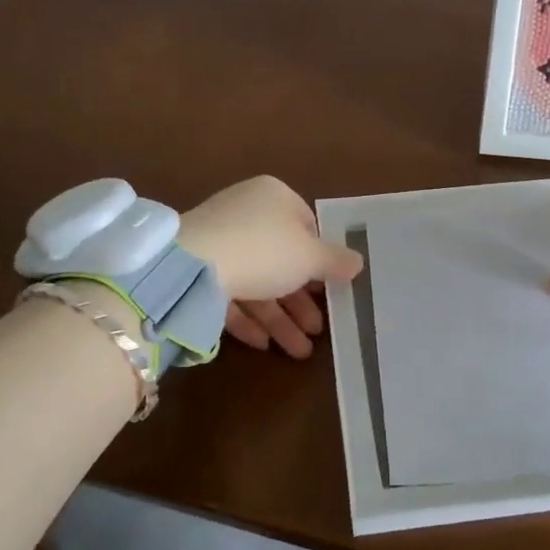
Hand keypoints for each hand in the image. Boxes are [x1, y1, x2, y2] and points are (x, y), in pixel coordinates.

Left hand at [178, 176, 364, 358]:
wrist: (191, 267)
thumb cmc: (264, 251)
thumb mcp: (310, 257)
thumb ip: (335, 261)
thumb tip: (358, 261)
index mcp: (275, 197)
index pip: (307, 226)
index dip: (321, 259)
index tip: (331, 288)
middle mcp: (246, 212)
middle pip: (283, 259)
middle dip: (301, 301)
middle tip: (318, 330)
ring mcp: (219, 240)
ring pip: (258, 281)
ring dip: (280, 318)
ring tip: (299, 352)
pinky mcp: (198, 268)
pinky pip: (230, 292)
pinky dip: (248, 318)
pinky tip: (263, 345)